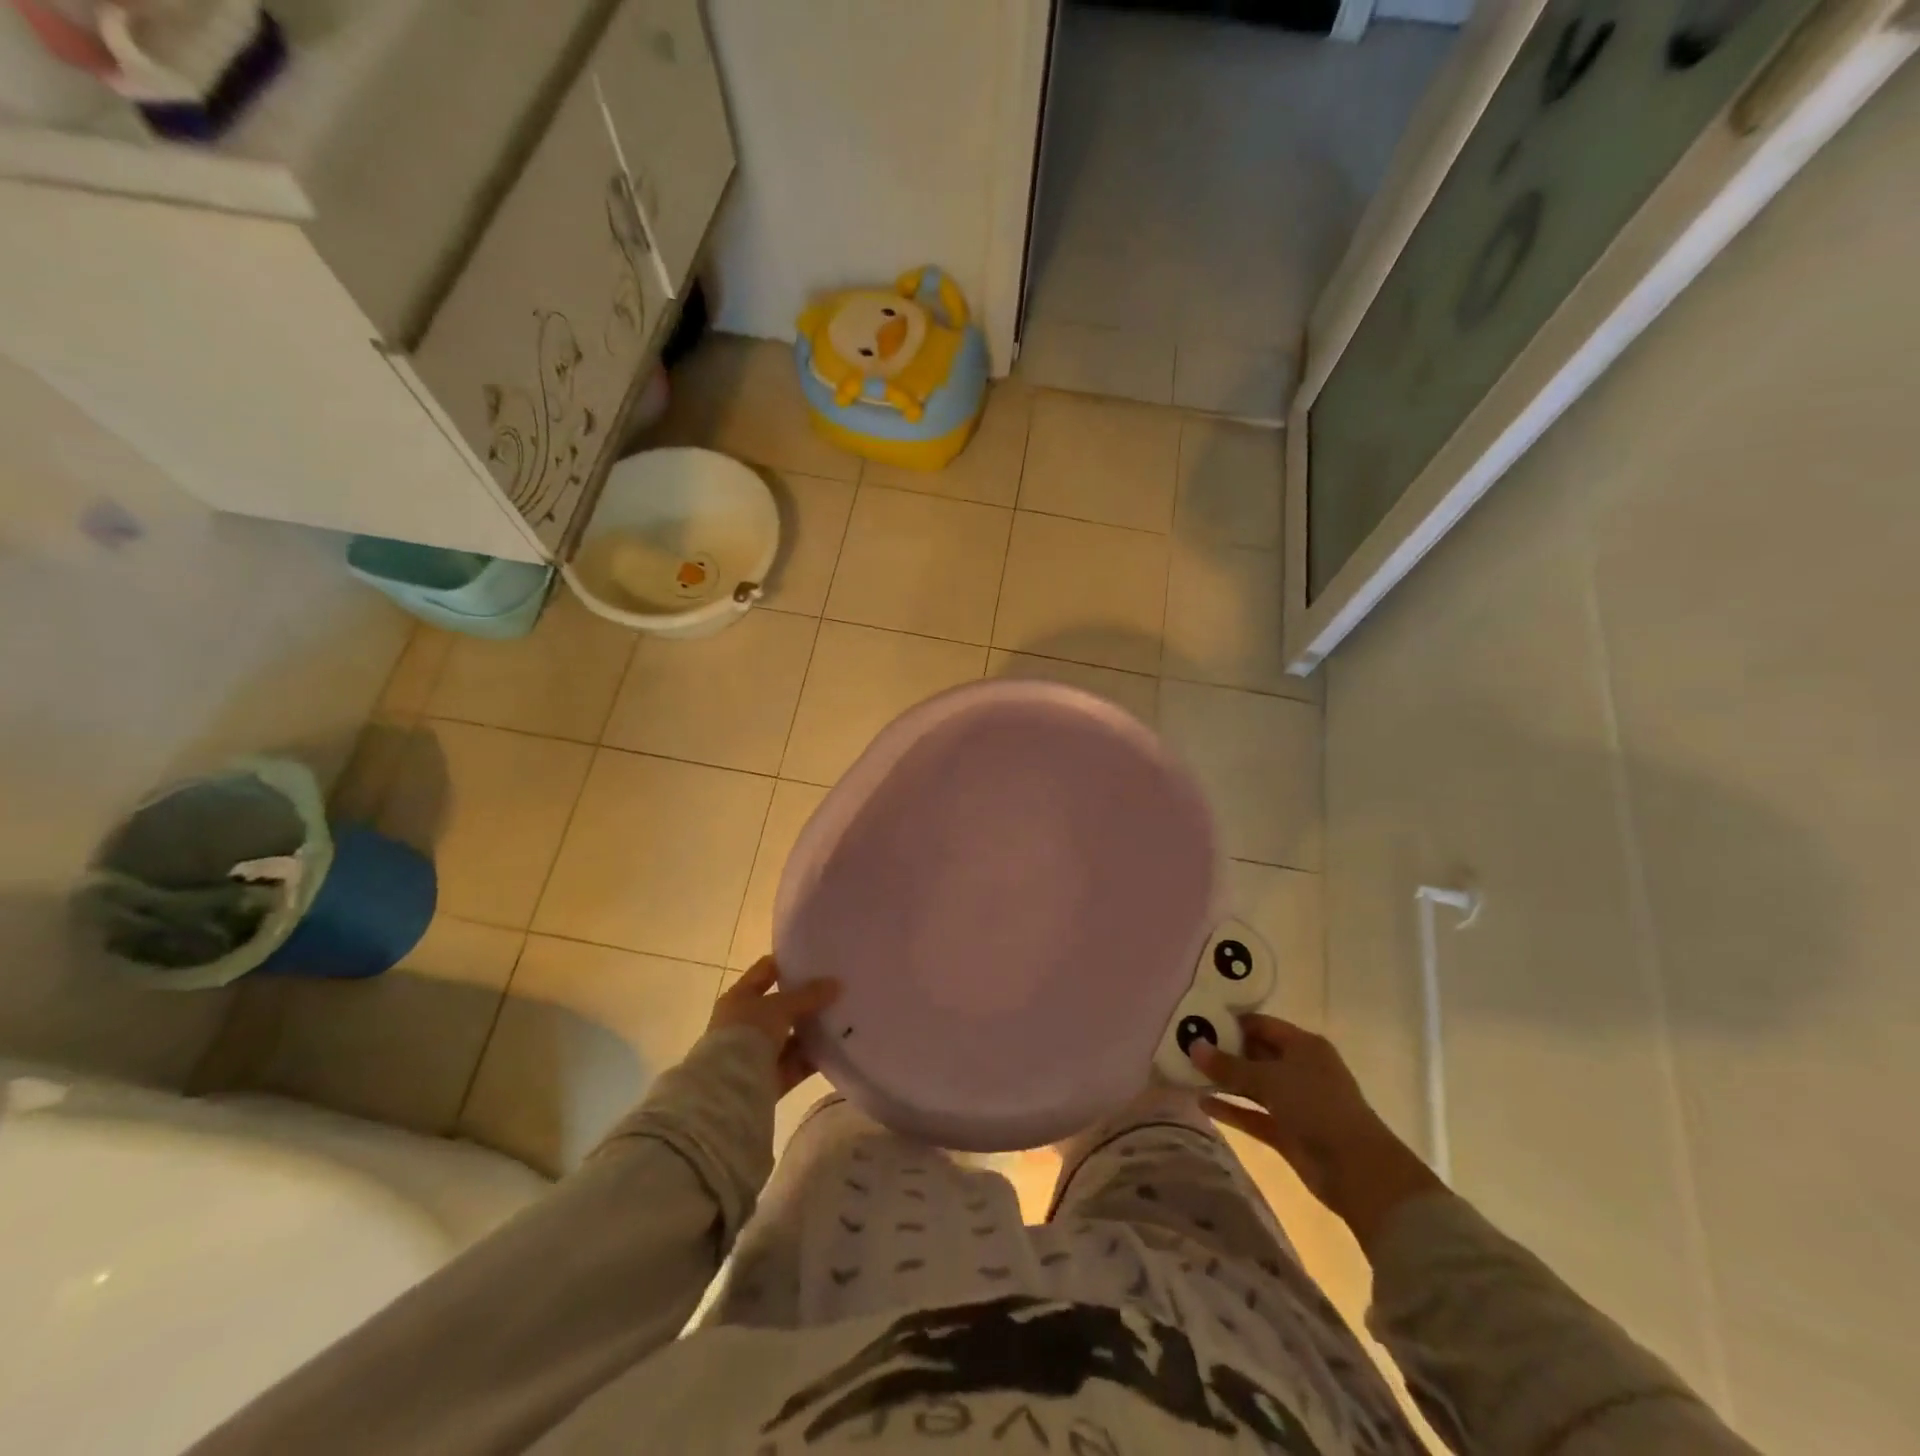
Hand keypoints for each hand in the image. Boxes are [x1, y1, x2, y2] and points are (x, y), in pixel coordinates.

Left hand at [709, 957, 840, 1095]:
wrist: (728, 1089)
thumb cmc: (747, 1034)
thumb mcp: (779, 1007)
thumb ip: (808, 995)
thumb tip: (836, 984)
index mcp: (739, 997)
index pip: (765, 971)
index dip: (788, 962)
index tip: (816, 957)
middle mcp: (746, 1023)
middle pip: (781, 1006)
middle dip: (806, 1000)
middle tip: (837, 989)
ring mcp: (757, 1052)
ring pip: (790, 1036)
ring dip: (812, 1030)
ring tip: (844, 1018)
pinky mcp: (769, 1078)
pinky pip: (796, 1063)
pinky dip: (813, 1057)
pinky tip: (838, 1049)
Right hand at [1192, 1015, 1444, 1251]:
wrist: (1358, 1171)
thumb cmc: (1317, 1107)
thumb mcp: (1270, 1079)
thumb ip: (1229, 1065)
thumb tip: (1193, 1046)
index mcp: (1303, 1045)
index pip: (1260, 1025)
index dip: (1230, 1022)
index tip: (1196, 1020)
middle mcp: (1299, 1069)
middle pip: (1255, 1054)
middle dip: (1223, 1051)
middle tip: (1184, 1046)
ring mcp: (1294, 1102)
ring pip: (1252, 1085)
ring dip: (1224, 1081)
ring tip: (1186, 1072)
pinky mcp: (1287, 1132)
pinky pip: (1253, 1114)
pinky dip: (1231, 1109)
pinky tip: (1202, 1103)